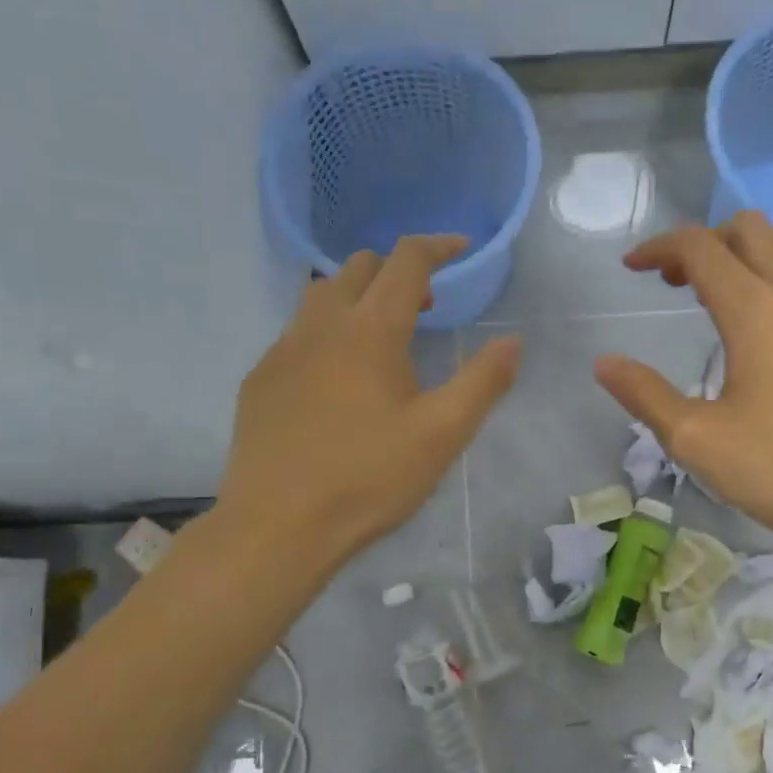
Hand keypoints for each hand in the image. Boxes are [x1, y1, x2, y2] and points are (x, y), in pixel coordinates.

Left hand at [217, 235, 520, 564]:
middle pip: (357, 268)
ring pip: (320, 297)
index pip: (406, 262)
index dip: (437, 247)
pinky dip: (326, 335)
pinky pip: (296, 336)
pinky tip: (336, 382)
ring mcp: (282, 351)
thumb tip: (513, 342)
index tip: (459, 248)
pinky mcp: (259, 381)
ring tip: (380, 338)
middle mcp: (321, 326)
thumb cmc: (368, 479)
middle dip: (395, 271)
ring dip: (356, 298)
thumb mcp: (441, 435)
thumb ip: (482, 383)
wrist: (278, 525)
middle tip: (424, 305)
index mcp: (371, 330)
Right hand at [593, 213, 772, 557]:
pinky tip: (762, 334)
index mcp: (758, 310)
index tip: (631, 268)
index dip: (659, 248)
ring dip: (741, 260)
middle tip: (674, 283)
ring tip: (712, 303)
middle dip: (703, 243)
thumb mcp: (698, 441)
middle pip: (749, 229)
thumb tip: (605, 364)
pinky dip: (772, 283)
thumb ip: (645, 395)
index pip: (701, 247)